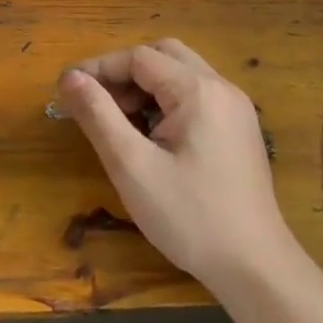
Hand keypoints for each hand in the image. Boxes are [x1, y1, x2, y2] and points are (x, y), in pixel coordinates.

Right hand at [57, 39, 294, 291]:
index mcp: (198, 91)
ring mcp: (235, 109)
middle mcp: (221, 88)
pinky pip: (196, 97)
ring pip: (181, 75)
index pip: (139, 57)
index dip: (99, 67)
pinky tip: (150, 136)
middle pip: (163, 56)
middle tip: (95, 100)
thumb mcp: (132, 166)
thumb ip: (99, 116)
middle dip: (123, 71)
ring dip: (145, 87)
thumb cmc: (189, 217)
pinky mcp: (239, 130)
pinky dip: (166, 102)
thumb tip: (70, 78)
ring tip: (117, 121)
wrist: (255, 267)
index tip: (67, 89)